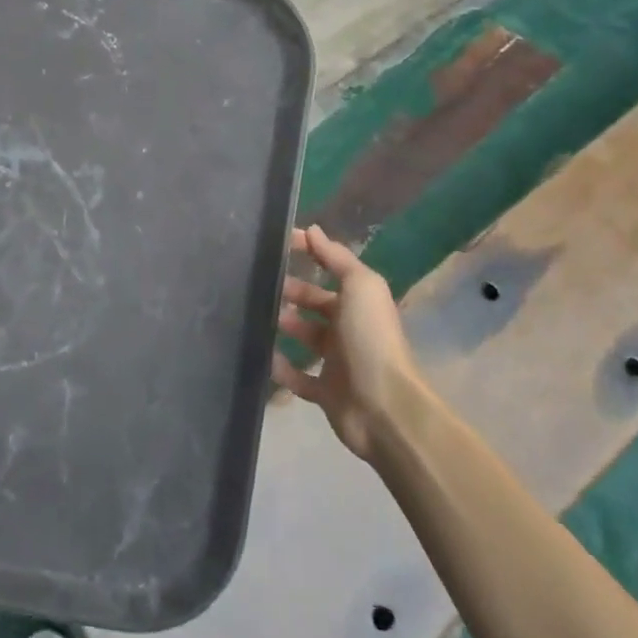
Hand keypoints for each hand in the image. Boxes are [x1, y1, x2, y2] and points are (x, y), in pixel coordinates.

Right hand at [272, 225, 422, 461]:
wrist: (384, 408)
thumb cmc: (371, 339)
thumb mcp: (360, 287)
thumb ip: (336, 258)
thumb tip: (311, 229)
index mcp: (359, 301)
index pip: (330, 268)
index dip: (308, 253)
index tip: (276, 244)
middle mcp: (349, 328)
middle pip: (314, 303)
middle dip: (290, 292)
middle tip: (258, 284)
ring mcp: (337, 362)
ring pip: (304, 337)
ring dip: (283, 326)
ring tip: (254, 316)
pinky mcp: (325, 393)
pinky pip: (297, 377)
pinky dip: (280, 368)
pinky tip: (262, 356)